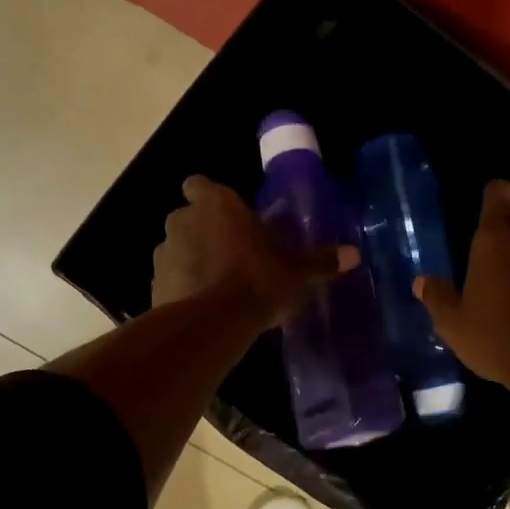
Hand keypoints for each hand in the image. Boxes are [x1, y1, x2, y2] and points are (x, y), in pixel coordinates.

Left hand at [153, 175, 357, 327]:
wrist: (212, 324)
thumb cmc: (257, 282)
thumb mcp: (296, 274)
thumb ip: (320, 262)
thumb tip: (354, 254)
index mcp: (217, 204)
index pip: (200, 184)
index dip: (211, 197)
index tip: (228, 215)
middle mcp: (183, 219)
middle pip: (189, 216)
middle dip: (204, 230)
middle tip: (231, 252)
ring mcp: (164, 252)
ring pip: (177, 247)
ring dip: (192, 259)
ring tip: (217, 284)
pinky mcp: (155, 283)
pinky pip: (170, 278)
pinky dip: (183, 286)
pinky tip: (203, 306)